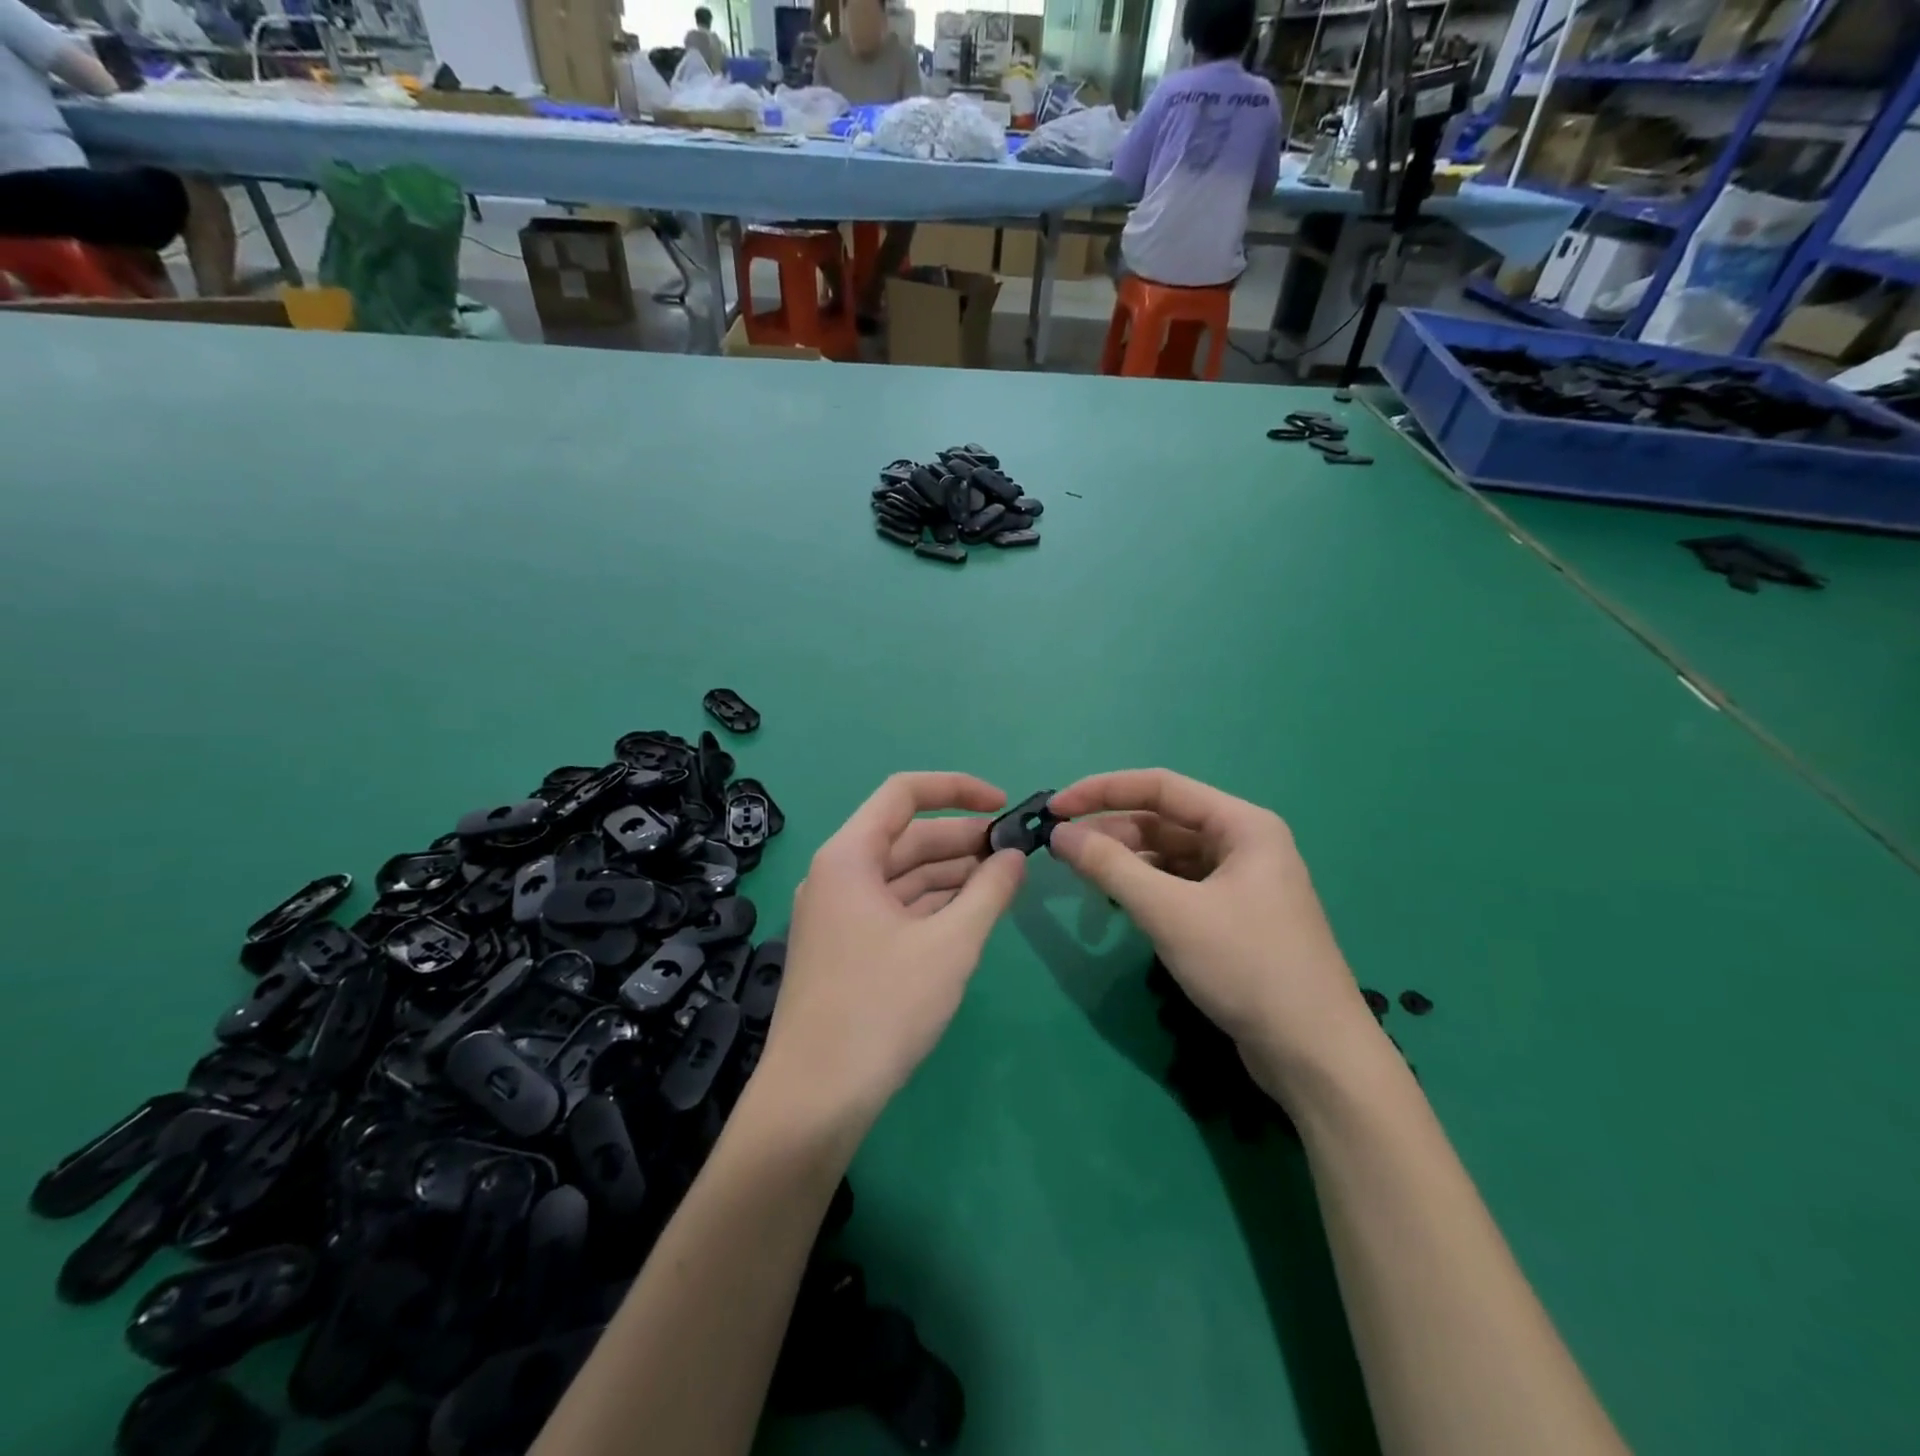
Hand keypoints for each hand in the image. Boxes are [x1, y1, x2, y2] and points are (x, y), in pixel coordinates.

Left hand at [759, 773, 1026, 1134]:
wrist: (815, 1099)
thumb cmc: (882, 1007)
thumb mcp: (950, 944)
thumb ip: (989, 891)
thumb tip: (1014, 856)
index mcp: (849, 856)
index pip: (904, 793)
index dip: (957, 789)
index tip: (1003, 805)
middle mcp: (837, 875)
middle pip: (906, 836)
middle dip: (962, 840)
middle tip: (1015, 852)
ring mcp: (838, 913)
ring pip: (902, 875)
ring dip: (951, 874)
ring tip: (1003, 881)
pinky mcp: (845, 947)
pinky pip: (895, 907)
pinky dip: (933, 905)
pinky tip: (970, 913)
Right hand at [1046, 770, 1377, 1096]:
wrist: (1314, 1055)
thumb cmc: (1246, 967)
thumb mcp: (1170, 912)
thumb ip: (1110, 866)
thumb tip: (1059, 834)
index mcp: (1242, 825)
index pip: (1160, 787)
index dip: (1103, 791)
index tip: (1056, 807)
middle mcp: (1244, 843)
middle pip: (1164, 821)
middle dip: (1112, 832)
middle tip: (1062, 852)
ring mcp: (1241, 882)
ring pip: (1169, 856)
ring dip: (1126, 862)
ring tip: (1085, 878)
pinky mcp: (1234, 917)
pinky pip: (1179, 886)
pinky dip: (1145, 889)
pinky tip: (1119, 903)